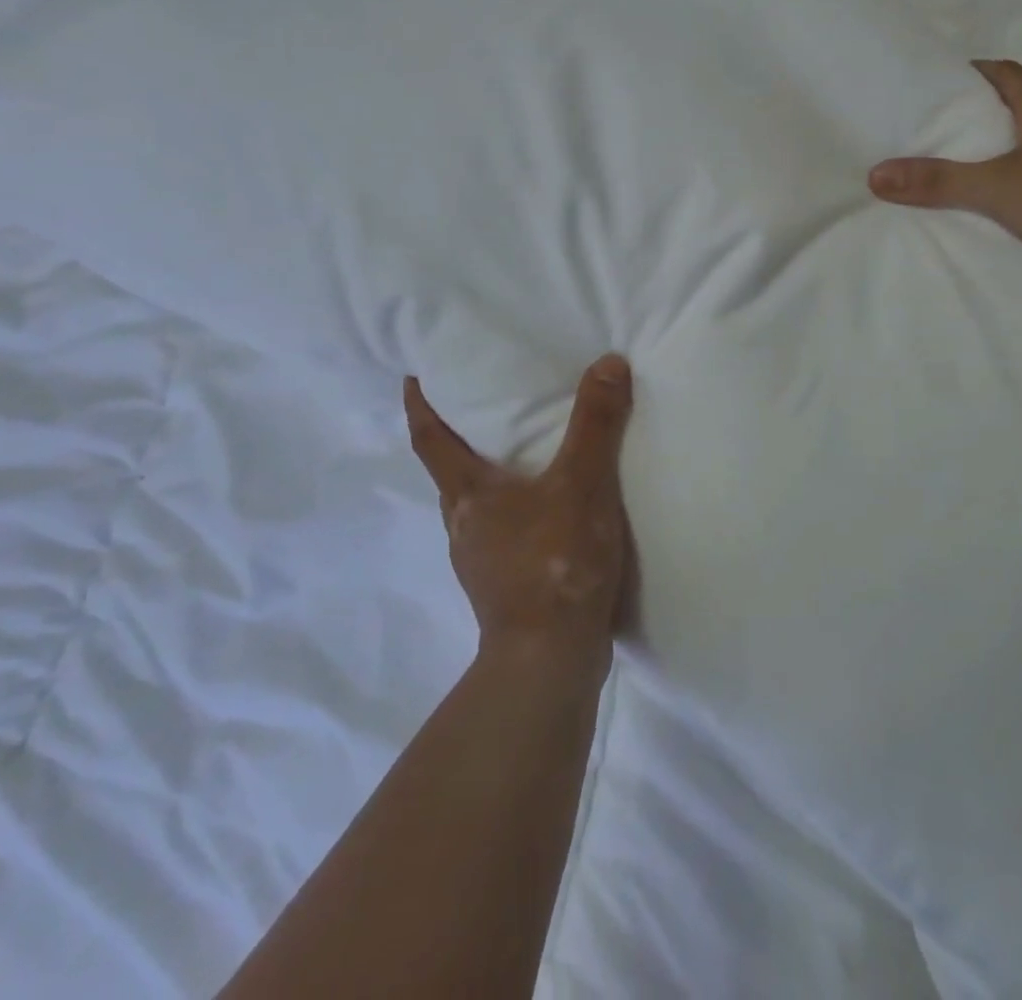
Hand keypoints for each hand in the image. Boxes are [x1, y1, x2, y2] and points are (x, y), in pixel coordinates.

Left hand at [405, 355, 635, 680]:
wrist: (551, 660)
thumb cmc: (555, 562)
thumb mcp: (582, 483)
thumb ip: (595, 423)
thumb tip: (607, 362)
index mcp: (468, 494)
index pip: (430, 439)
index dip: (420, 405)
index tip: (414, 378)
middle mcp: (464, 526)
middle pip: (451, 474)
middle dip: (459, 441)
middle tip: (484, 411)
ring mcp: (482, 563)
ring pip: (478, 508)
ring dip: (491, 481)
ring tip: (524, 459)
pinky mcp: (506, 590)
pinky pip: (505, 536)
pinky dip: (518, 515)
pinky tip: (551, 516)